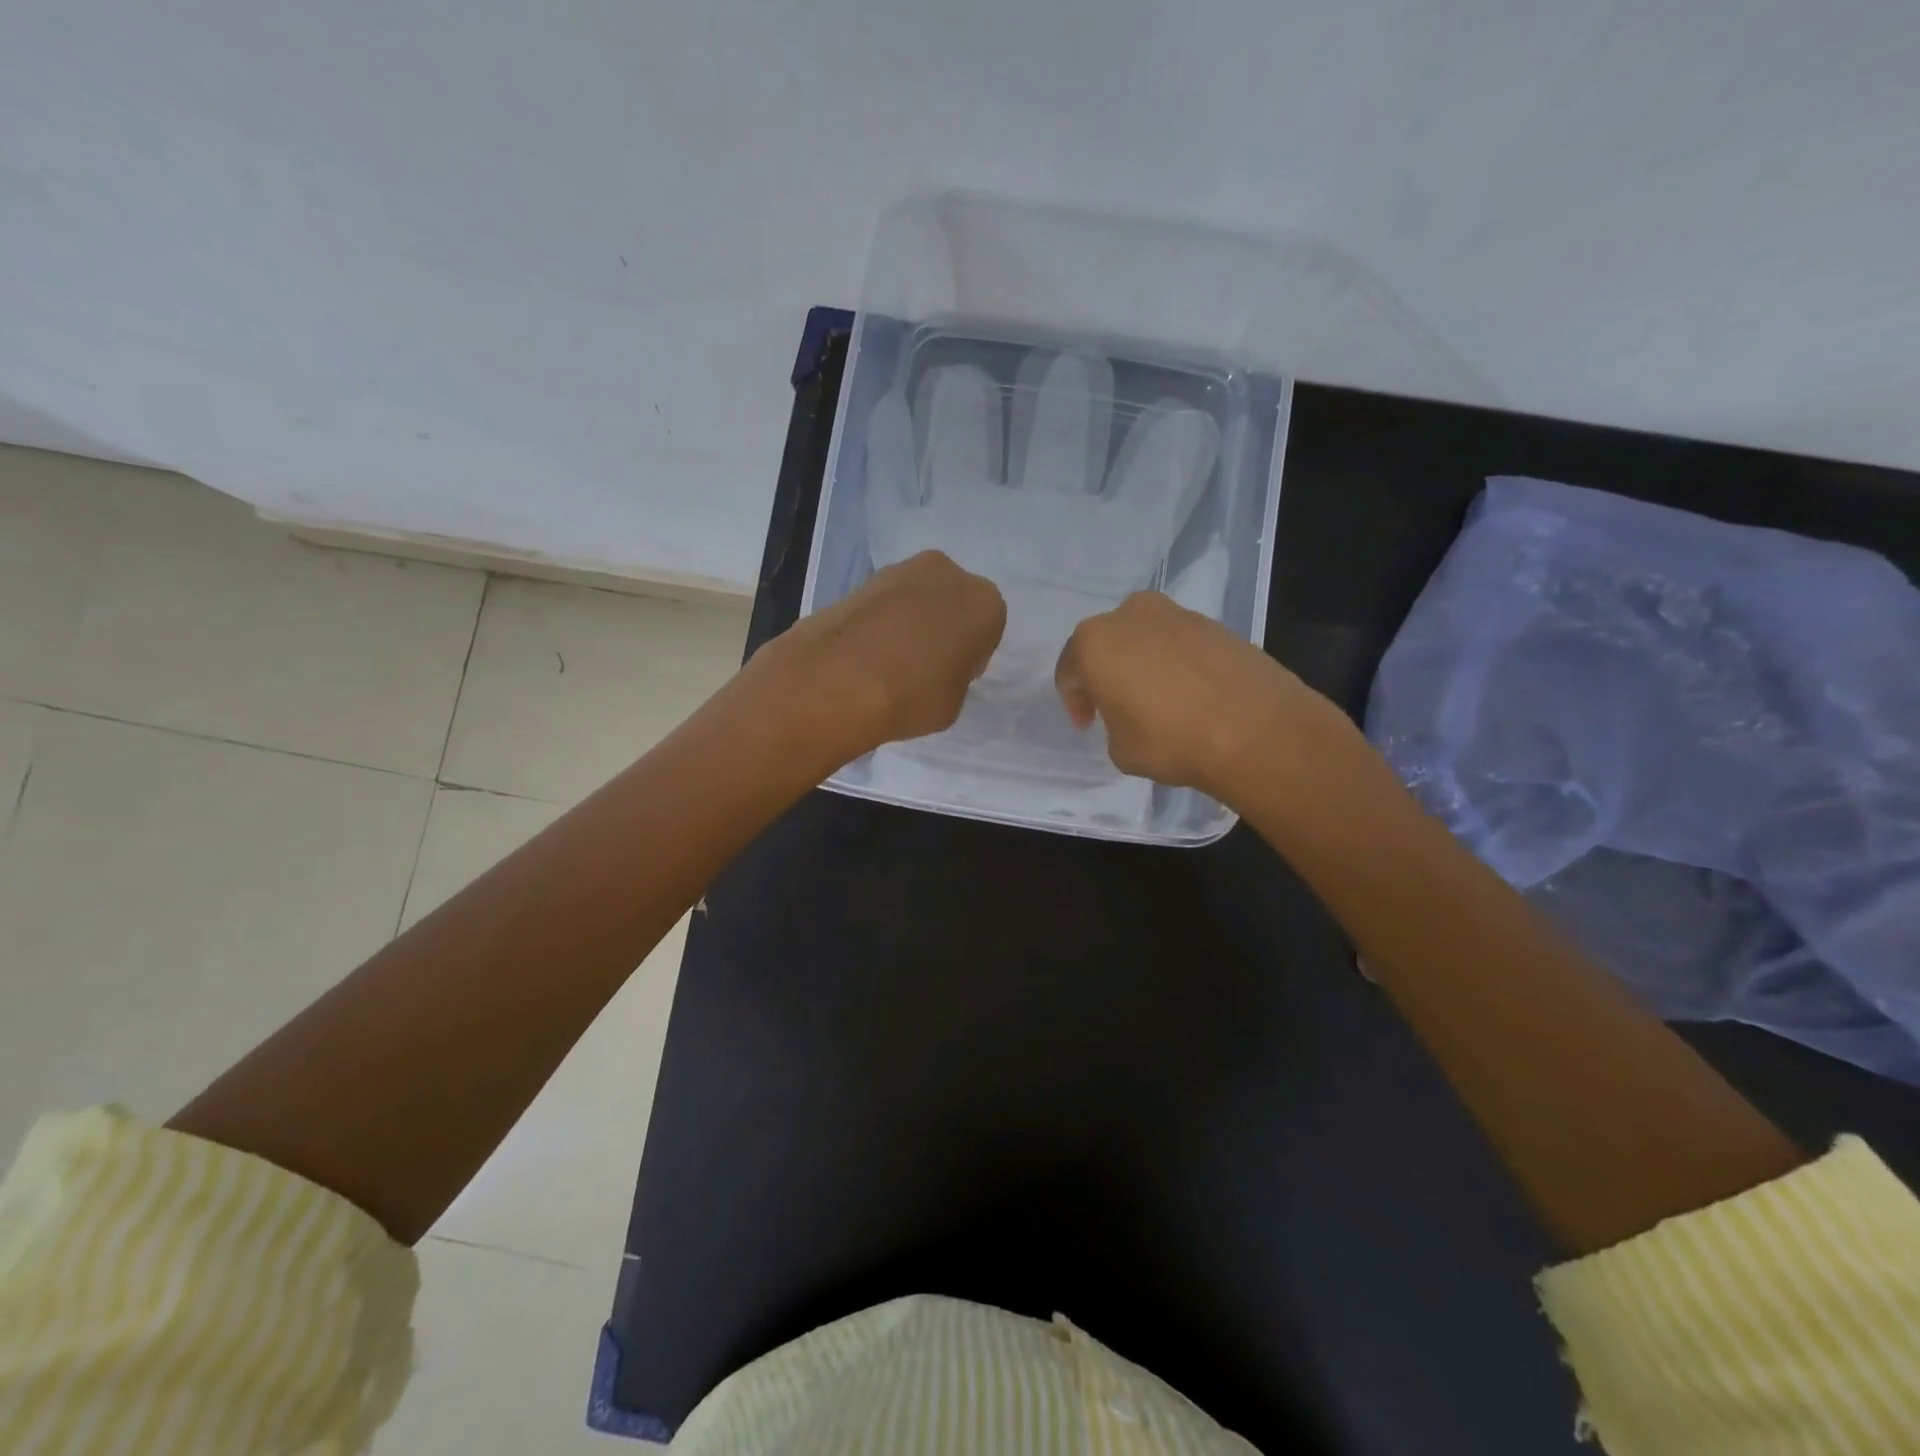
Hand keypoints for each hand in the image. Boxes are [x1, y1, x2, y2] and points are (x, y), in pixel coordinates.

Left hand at [762, 550, 1006, 761]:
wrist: (836, 682)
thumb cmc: (912, 696)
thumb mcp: (954, 702)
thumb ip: (955, 674)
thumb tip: (937, 665)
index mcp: (984, 602)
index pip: (987, 628)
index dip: (970, 654)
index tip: (952, 676)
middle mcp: (946, 573)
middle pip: (952, 602)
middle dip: (942, 626)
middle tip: (923, 665)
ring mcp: (899, 571)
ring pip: (917, 598)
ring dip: (910, 621)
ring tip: (889, 663)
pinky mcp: (859, 580)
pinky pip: (884, 604)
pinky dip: (880, 622)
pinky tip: (865, 654)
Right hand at [1054, 591, 1349, 798]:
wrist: (1256, 729)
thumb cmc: (1170, 739)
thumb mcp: (1120, 749)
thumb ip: (1113, 723)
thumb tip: (1131, 714)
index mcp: (1095, 641)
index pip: (1070, 670)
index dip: (1075, 701)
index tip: (1088, 725)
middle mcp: (1131, 615)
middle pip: (1107, 644)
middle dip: (1108, 674)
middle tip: (1117, 707)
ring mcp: (1178, 614)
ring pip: (1146, 640)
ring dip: (1144, 665)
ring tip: (1159, 703)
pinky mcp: (1217, 624)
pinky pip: (1181, 645)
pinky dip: (1177, 665)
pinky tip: (1191, 696)